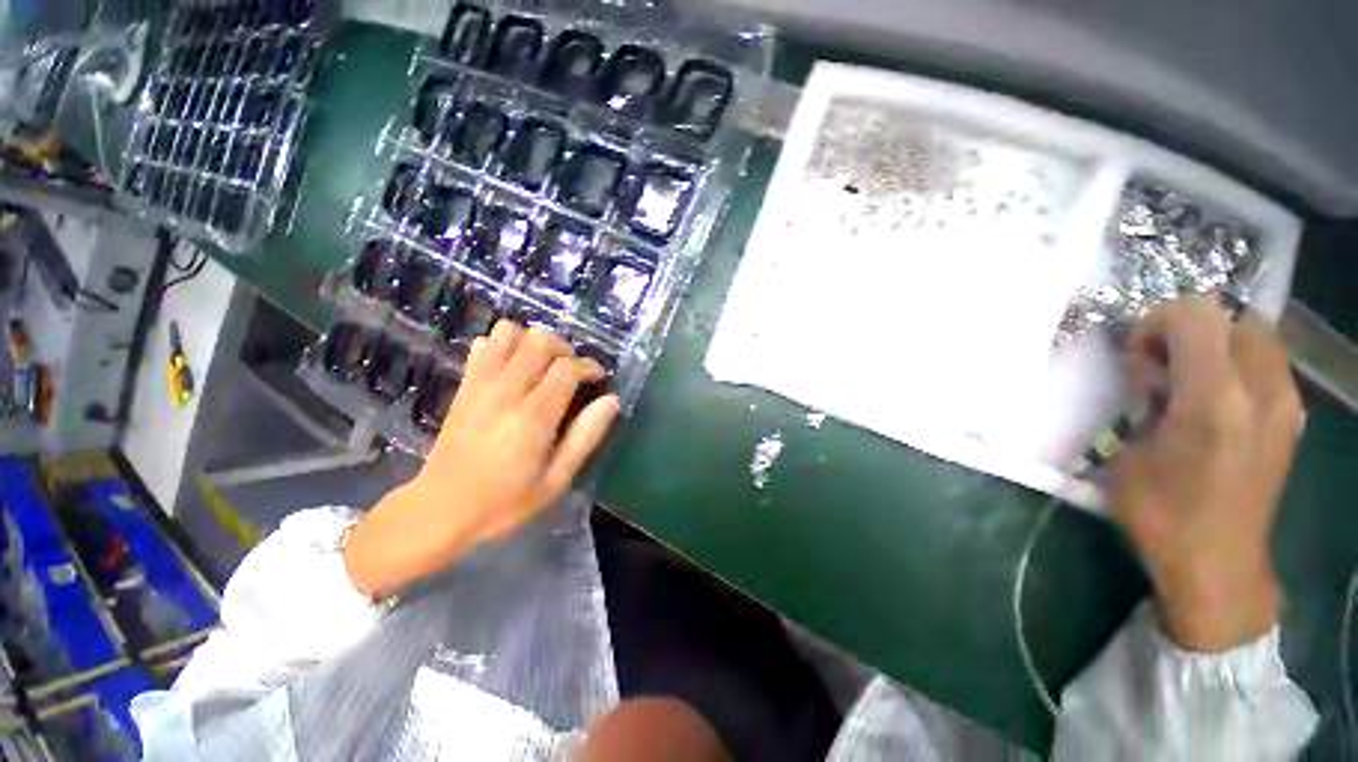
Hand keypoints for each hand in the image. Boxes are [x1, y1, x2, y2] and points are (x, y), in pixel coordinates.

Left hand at [344, 322, 619, 596]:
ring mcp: (480, 386)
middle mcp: (507, 392)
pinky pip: (482, 347)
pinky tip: (511, 367)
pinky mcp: (464, 387)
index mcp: (534, 416)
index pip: (566, 368)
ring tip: (541, 365)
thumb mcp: (557, 479)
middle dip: (563, 349)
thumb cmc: (506, 501)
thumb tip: (611, 401)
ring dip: (531, 342)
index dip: (588, 367)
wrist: (440, 510)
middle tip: (570, 371)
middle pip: (539, 341)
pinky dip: (501, 346)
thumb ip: (585, 436)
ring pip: (509, 334)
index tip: (597, 379)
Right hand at [1110, 296, 1301, 651]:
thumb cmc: (1162, 513)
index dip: (1157, 323)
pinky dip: (1239, 364)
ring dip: (1218, 345)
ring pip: (1256, 335)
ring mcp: (1286, 404)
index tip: (1138, 358)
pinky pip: (1268, 363)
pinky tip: (1218, 400)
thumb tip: (1153, 375)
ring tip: (1190, 382)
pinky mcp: (1293, 419)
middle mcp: (1261, 391)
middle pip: (1232, 317)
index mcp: (1214, 399)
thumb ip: (1143, 402)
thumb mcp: (1128, 453)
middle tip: (1164, 368)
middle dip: (1191, 330)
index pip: (1195, 315)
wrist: (1219, 564)